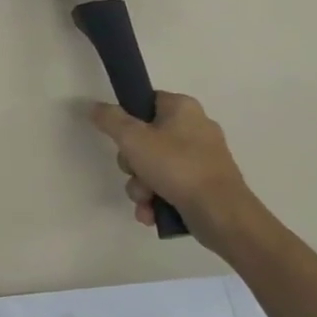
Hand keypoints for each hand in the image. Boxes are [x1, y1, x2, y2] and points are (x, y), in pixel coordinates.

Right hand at [90, 93, 272, 256]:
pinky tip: (152, 212)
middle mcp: (196, 128)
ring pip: (155, 166)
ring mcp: (202, 159)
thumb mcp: (133, 138)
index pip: (145, 102)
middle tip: (134, 172)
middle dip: (132, 163)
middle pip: (146, 138)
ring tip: (145, 200)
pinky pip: (170, 185)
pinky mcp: (205, 185)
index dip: (127, 119)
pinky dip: (158, 199)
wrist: (222, 214)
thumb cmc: (177, 167)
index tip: (121, 138)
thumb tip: (94, 107)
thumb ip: (109, 119)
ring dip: (141, 186)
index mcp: (183, 108)